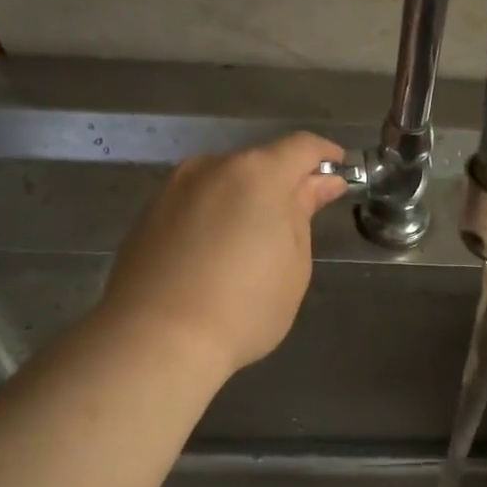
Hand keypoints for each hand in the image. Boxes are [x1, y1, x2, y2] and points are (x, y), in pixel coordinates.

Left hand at [98, 132, 348, 378]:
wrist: (155, 340)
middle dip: (283, 183)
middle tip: (298, 220)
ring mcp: (173, 189)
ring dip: (244, 200)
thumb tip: (319, 184)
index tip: (339, 173)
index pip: (301, 146)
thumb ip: (304, 213)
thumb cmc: (244, 307)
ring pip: (223, 182)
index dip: (325, 155)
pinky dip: (213, 217)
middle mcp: (211, 167)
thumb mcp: (293, 264)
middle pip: (259, 162)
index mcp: (257, 174)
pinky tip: (214, 255)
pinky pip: (194, 204)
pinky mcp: (147, 215)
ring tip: (252, 244)